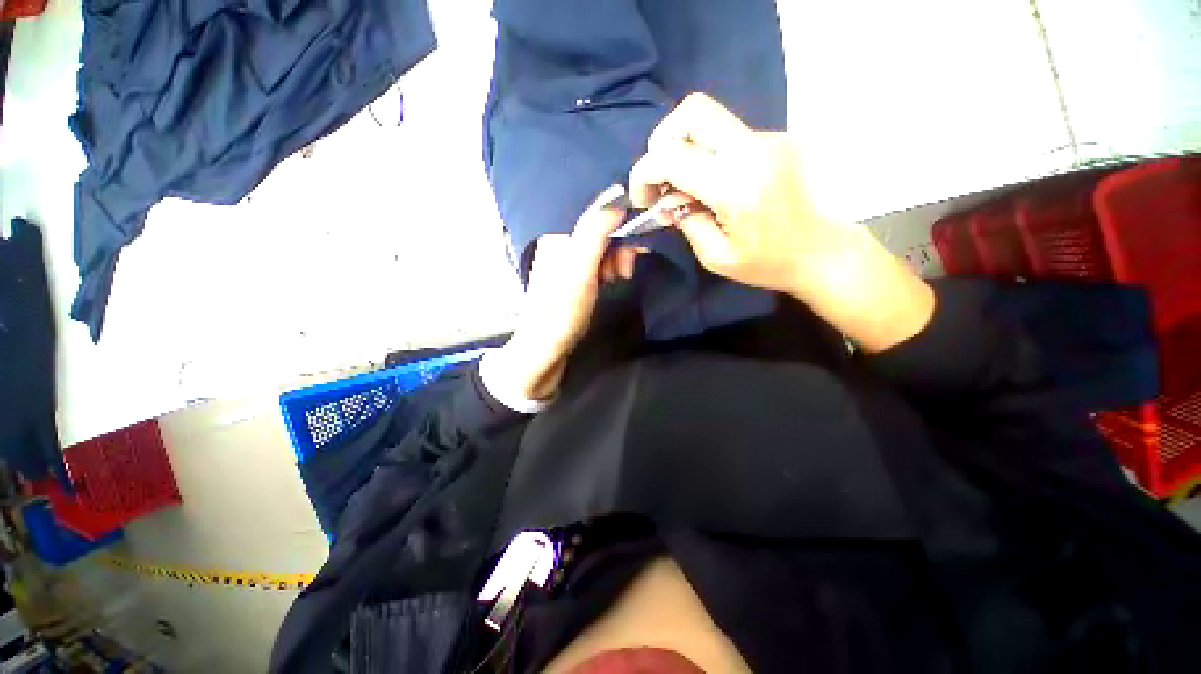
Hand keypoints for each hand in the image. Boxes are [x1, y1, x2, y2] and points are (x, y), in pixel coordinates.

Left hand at [487, 185, 638, 400]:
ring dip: (615, 261)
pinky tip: (609, 282)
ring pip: (601, 249)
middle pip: (600, 232)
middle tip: (622, 272)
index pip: (597, 216)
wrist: (546, 348)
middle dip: (619, 248)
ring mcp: (565, 261)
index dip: (621, 228)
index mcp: (558, 235)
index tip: (633, 250)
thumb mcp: (581, 268)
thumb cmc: (563, 309)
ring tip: (616, 280)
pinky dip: (607, 270)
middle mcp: (560, 243)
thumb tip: (617, 194)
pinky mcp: (571, 278)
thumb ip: (595, 230)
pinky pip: (595, 263)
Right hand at [629, 93, 837, 295]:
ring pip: (707, 119)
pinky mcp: (774, 139)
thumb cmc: (767, 263)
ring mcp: (768, 138)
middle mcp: (754, 148)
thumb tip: (666, 200)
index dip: (644, 172)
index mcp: (737, 185)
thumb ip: (686, 221)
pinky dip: (704, 153)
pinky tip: (708, 183)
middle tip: (659, 178)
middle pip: (692, 111)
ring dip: (682, 147)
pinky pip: (725, 134)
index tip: (643, 198)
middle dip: (661, 142)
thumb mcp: (715, 256)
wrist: (820, 251)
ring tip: (682, 185)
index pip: (673, 156)